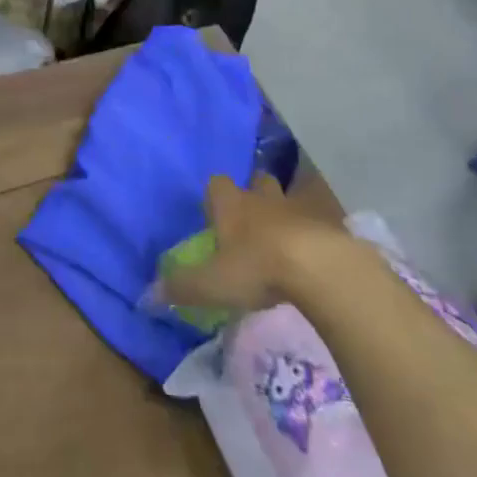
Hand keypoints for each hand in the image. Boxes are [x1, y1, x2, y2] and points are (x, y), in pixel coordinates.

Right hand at [162, 174, 343, 315]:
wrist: (319, 267)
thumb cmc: (256, 268)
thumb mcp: (211, 284)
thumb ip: (181, 287)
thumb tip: (148, 294)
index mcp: (231, 204)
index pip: (216, 184)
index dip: (214, 197)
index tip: (214, 217)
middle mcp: (262, 198)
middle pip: (256, 182)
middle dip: (254, 195)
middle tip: (251, 222)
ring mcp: (298, 208)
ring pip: (288, 199)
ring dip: (285, 212)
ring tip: (285, 237)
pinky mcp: (328, 224)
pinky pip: (318, 222)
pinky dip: (314, 233)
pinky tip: (314, 255)